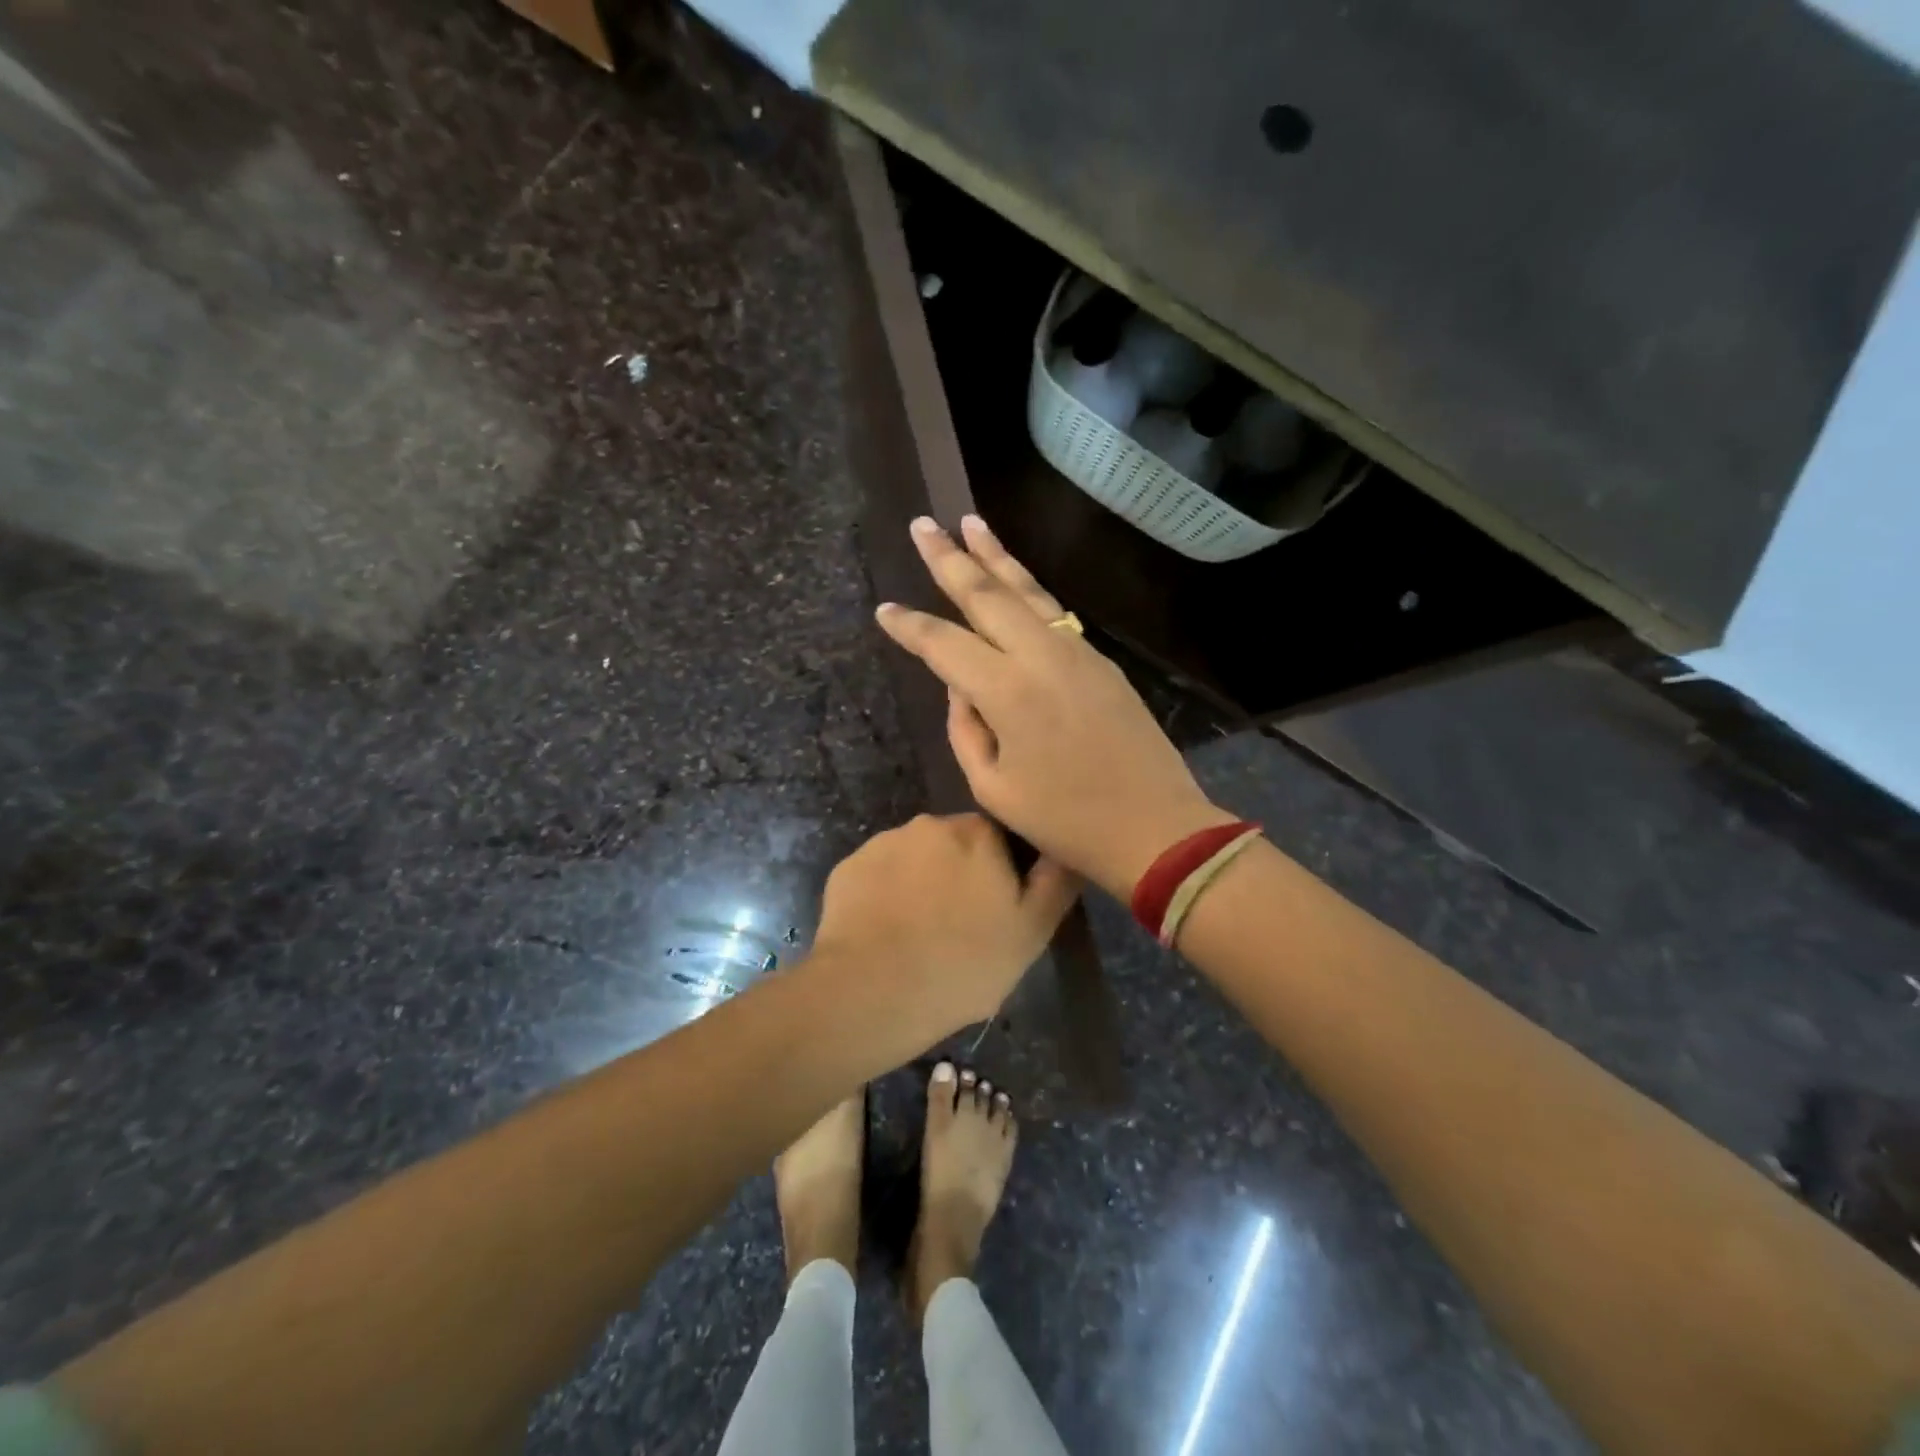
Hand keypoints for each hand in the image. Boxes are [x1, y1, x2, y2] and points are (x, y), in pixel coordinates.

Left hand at [811, 812, 1077, 1036]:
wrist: (870, 991)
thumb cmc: (963, 964)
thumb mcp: (1031, 932)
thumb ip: (1055, 882)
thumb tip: (1064, 848)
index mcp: (977, 833)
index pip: (999, 838)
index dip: (1000, 874)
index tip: (995, 911)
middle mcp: (929, 825)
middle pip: (953, 846)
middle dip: (957, 876)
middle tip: (958, 928)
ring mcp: (882, 844)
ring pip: (913, 860)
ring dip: (919, 885)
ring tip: (917, 936)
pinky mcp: (847, 868)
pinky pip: (877, 877)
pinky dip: (884, 897)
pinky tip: (884, 935)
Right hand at [874, 515, 1235, 897]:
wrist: (1154, 826)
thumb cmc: (1066, 820)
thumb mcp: (993, 787)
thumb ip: (966, 729)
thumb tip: (961, 686)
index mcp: (1006, 691)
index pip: (944, 644)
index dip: (910, 626)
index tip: (884, 610)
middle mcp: (1040, 655)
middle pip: (986, 593)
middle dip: (949, 558)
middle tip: (922, 524)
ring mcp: (1076, 651)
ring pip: (1026, 591)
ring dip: (995, 555)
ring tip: (969, 522)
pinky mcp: (1100, 660)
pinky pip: (1053, 612)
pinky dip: (1026, 588)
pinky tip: (1013, 580)